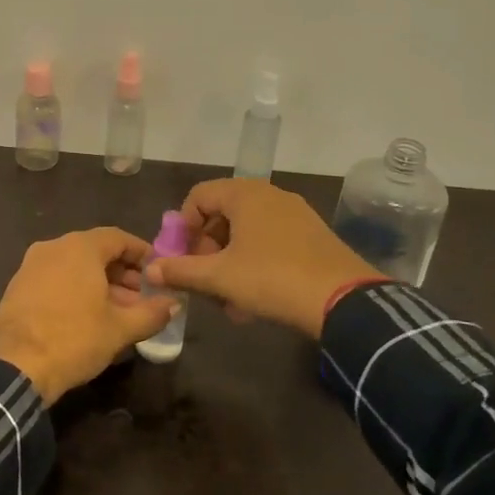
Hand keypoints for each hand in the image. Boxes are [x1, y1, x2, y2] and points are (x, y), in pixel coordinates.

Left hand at [0, 228, 176, 403]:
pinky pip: (56, 279)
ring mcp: (31, 266)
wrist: (13, 367)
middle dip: (122, 273)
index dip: (142, 253)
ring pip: (74, 267)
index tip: (158, 273)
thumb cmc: (74, 339)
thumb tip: (174, 304)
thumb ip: (152, 312)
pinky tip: (88, 317)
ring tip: (120, 312)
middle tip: (142, 298)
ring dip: (100, 284)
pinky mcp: (17, 287)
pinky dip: (76, 290)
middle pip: (95, 251)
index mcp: (79, 247)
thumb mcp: (120, 329)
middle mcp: (53, 247)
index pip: (118, 238)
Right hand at [146, 178, 380, 338]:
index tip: (183, 258)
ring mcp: (295, 214)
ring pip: (246, 232)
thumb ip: (181, 270)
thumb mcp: (220, 277)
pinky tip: (254, 299)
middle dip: (207, 248)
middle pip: (222, 213)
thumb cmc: (272, 279)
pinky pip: (270, 241)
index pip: (198, 196)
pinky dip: (254, 263)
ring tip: (228, 298)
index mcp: (245, 194)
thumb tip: (151, 268)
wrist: (343, 300)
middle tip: (204, 278)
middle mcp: (270, 195)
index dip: (183, 227)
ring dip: (229, 261)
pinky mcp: (312, 235)